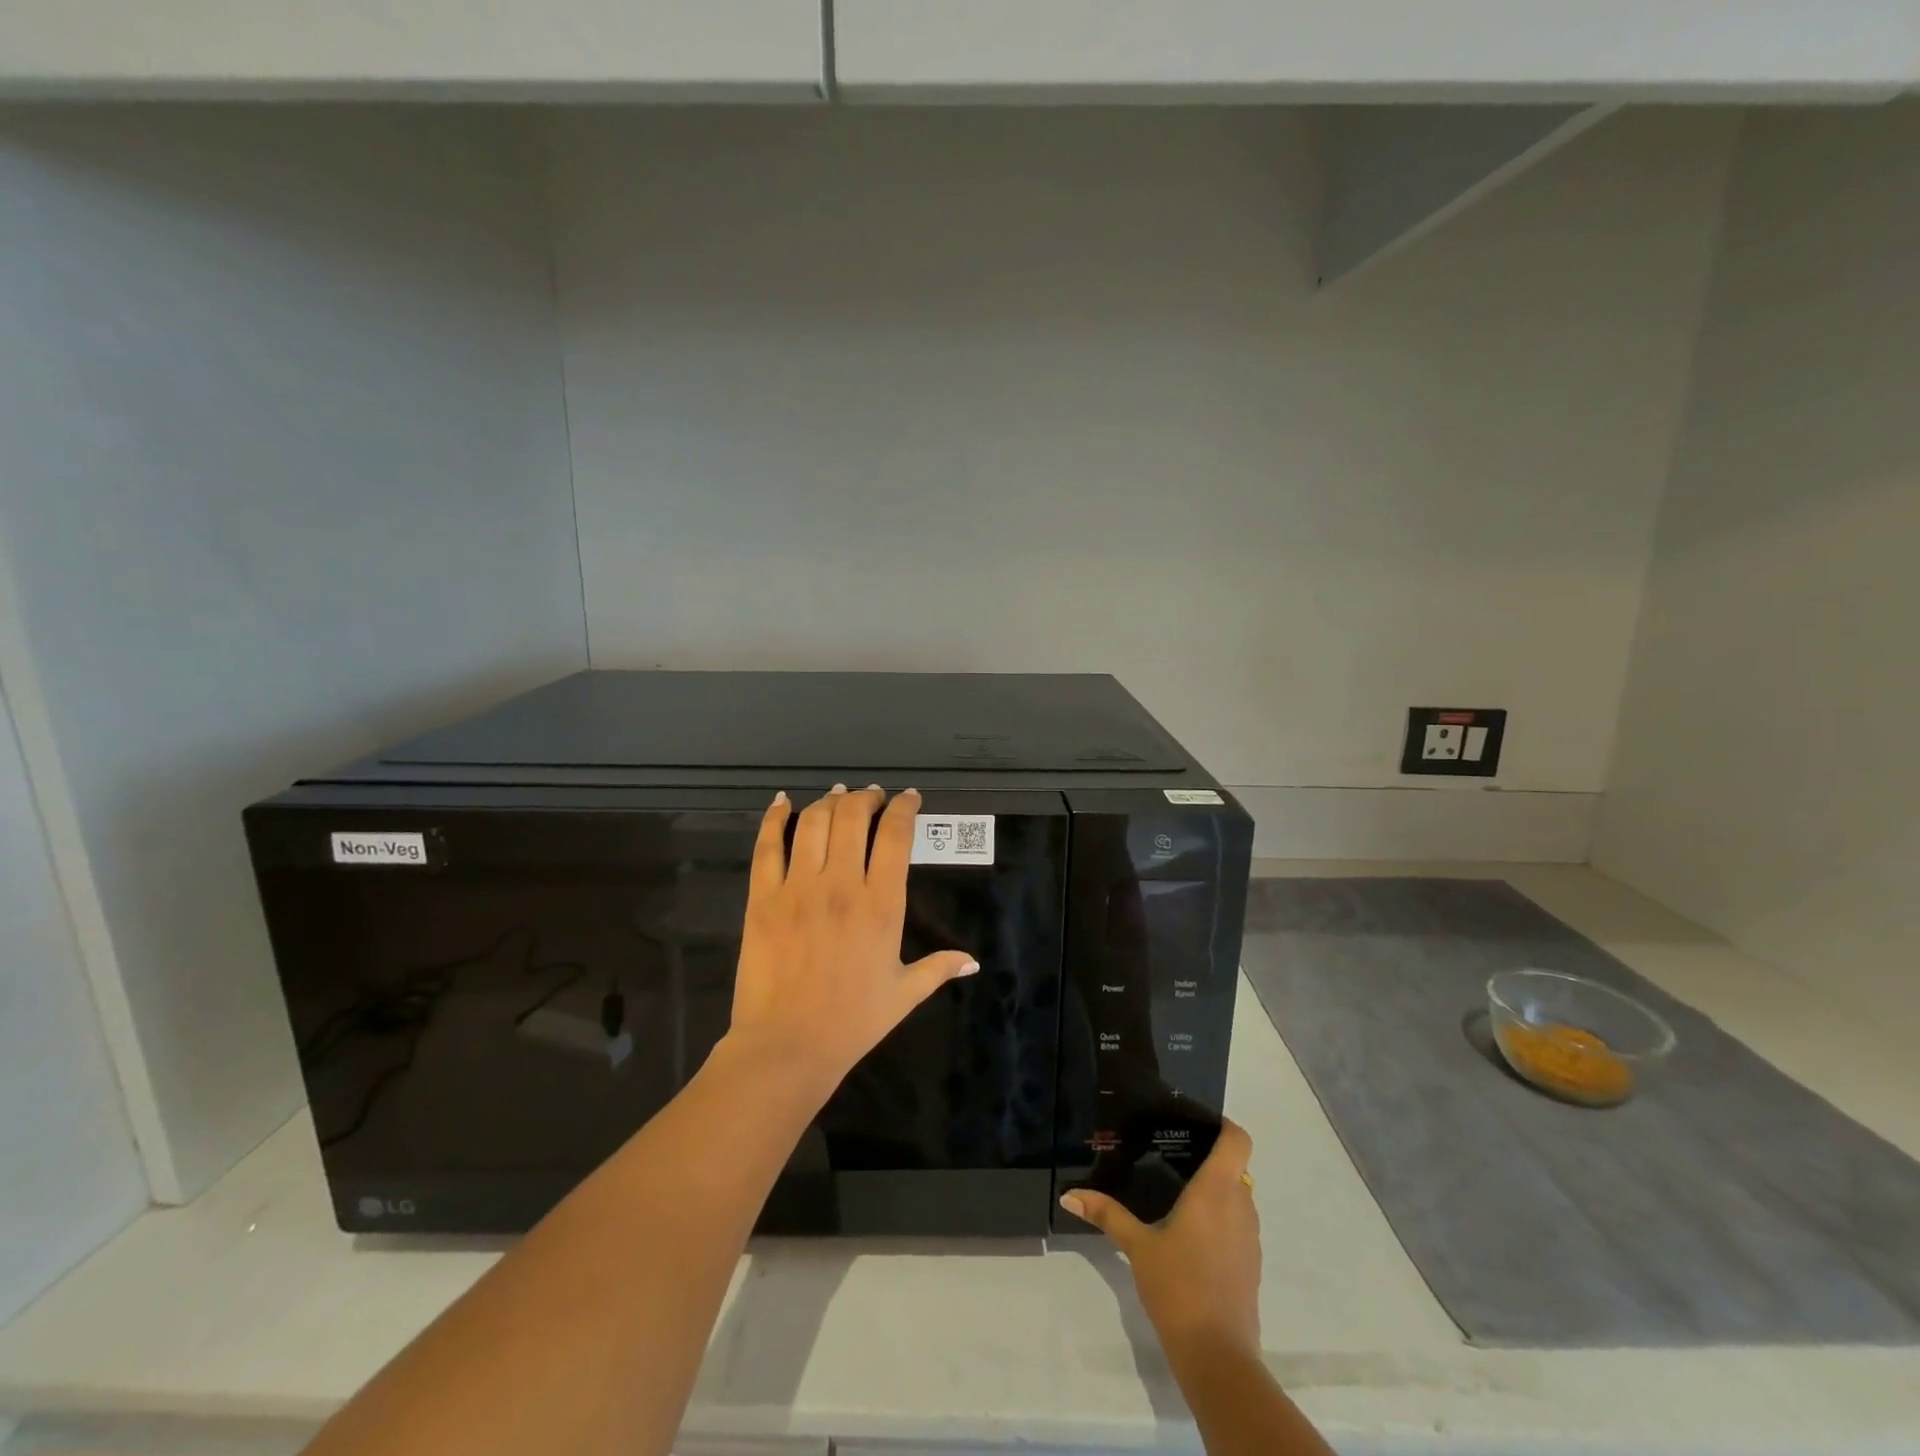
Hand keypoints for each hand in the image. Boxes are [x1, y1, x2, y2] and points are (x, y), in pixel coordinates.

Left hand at [724, 785, 978, 1096]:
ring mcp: (798, 889)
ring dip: (828, 802)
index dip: (903, 808)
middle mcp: (841, 885)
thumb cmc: (852, 1022)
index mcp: (881, 905)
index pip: (895, 836)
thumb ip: (938, 968)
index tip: (908, 797)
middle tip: (870, 795)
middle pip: (852, 817)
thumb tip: (972, 961)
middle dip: (865, 797)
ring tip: (837, 796)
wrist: (788, 1046)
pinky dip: (773, 818)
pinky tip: (781, 802)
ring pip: (813, 823)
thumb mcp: (904, 995)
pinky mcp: (762, 898)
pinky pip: (766, 847)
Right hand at [1061, 1119, 1260, 1360]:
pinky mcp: (1251, 1265)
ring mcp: (1250, 1238)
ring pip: (1238, 1197)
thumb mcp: (1137, 1246)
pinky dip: (1220, 1218)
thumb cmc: (1178, 1287)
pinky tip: (1190, 1233)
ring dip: (1215, 1190)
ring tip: (1177, 1191)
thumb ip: (1107, 1214)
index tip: (1197, 1123)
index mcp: (1216, 1191)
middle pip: (1235, 1167)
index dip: (1223, 1125)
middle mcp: (1241, 1206)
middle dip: (1209, 1158)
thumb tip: (1069, 1195)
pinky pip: (1239, 1225)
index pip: (1237, 1140)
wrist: (1218, 1357)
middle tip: (1172, 1155)